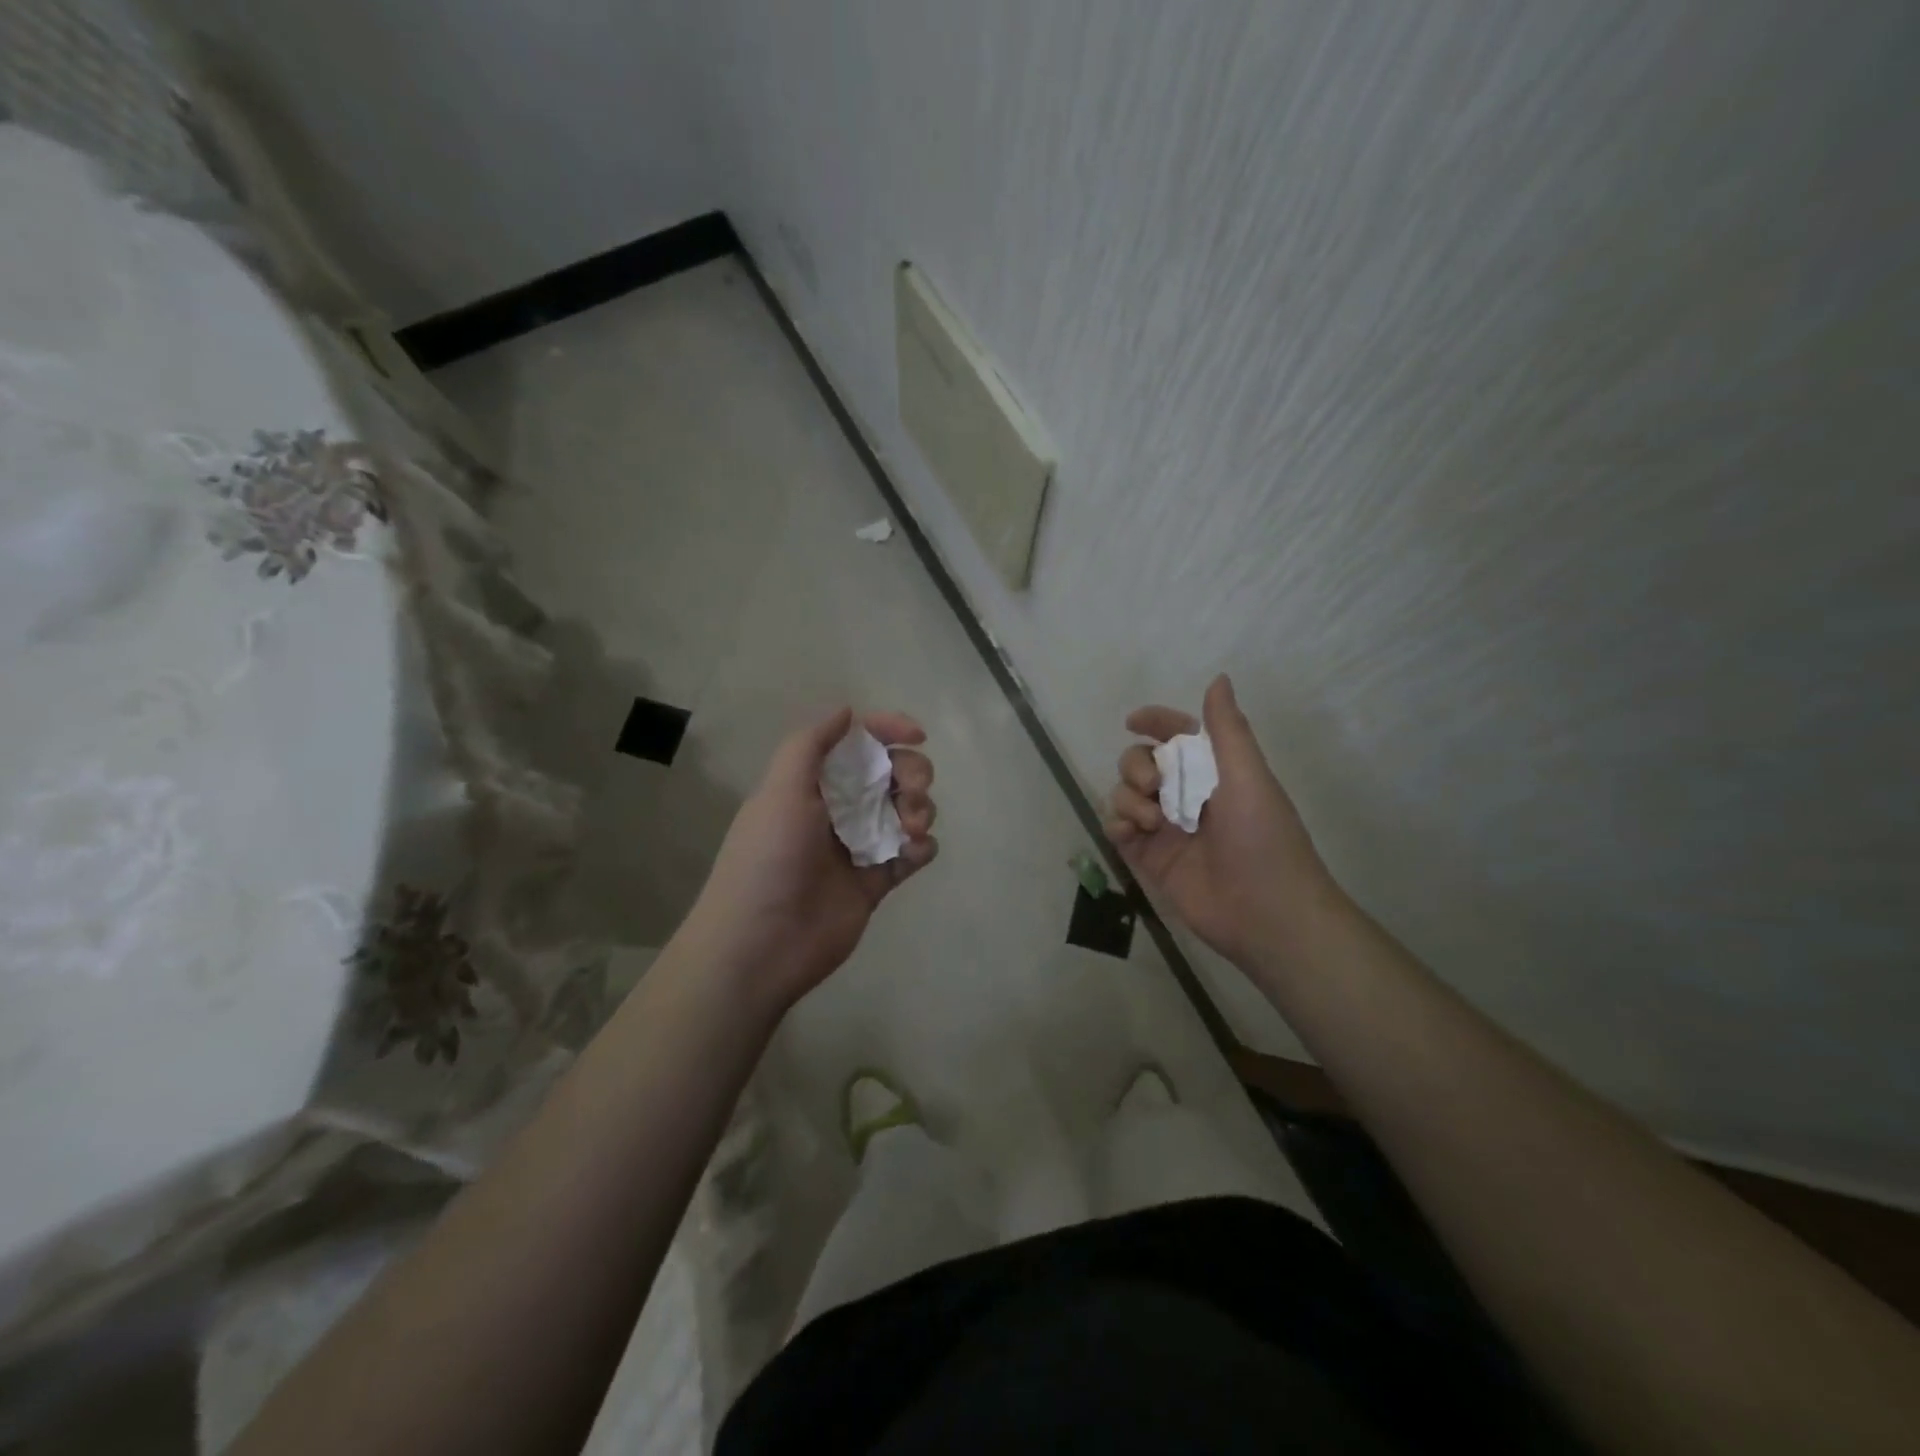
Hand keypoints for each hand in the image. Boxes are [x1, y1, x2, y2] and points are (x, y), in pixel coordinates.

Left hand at [685, 707, 937, 1011]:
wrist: (761, 944)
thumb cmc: (768, 859)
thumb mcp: (780, 790)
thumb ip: (810, 745)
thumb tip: (847, 711)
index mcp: (814, 783)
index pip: (858, 743)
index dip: (888, 730)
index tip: (917, 734)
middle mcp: (838, 809)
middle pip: (891, 774)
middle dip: (912, 773)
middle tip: (911, 794)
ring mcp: (860, 845)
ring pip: (907, 810)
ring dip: (921, 809)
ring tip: (912, 829)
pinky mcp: (877, 881)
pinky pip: (912, 853)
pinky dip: (922, 847)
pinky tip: (914, 852)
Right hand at [1106, 674, 1339, 966]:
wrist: (1266, 913)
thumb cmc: (1264, 839)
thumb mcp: (1249, 776)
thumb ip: (1227, 729)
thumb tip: (1218, 678)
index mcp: (1214, 772)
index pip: (1177, 736)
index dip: (1155, 722)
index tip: (1133, 721)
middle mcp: (1186, 795)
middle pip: (1141, 762)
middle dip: (1137, 765)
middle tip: (1153, 786)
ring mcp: (1165, 828)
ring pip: (1124, 794)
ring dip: (1128, 798)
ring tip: (1151, 821)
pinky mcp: (1149, 859)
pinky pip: (1117, 829)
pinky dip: (1117, 825)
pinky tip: (1133, 834)